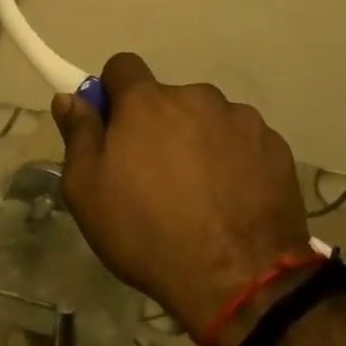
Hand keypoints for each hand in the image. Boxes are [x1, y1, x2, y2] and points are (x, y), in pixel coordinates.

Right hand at [52, 53, 310, 342]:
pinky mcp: (275, 147)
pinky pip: (244, 143)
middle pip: (168, 99)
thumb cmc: (148, 232)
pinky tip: (233, 201)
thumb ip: (78, 135)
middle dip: (158, 125)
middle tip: (156, 176)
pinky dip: (235, 161)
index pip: (122, 67)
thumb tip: (69, 97)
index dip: (113, 93)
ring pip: (208, 120)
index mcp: (147, 101)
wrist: (239, 278)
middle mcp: (197, 97)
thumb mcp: (87, 190)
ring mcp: (241, 120)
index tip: (113, 128)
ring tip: (201, 195)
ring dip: (199, 141)